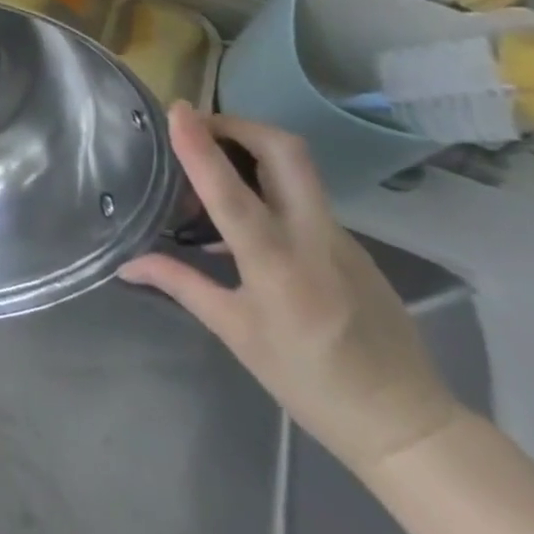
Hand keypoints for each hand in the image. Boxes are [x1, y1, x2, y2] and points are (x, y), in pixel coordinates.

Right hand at [118, 103, 464, 476]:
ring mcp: (341, 237)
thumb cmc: (309, 381)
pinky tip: (245, 212)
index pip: (232, 192)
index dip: (200, 146)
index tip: (177, 110)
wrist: (407, 423)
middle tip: (198, 128)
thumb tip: (126, 263)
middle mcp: (313, 238)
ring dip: (251, 147)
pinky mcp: (352, 243)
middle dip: (238, 125)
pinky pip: (304, 194)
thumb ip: (181, 284)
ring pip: (297, 167)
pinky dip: (267, 181)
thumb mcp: (236, 334)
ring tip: (211, 165)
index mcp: (278, 265)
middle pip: (285, 151)